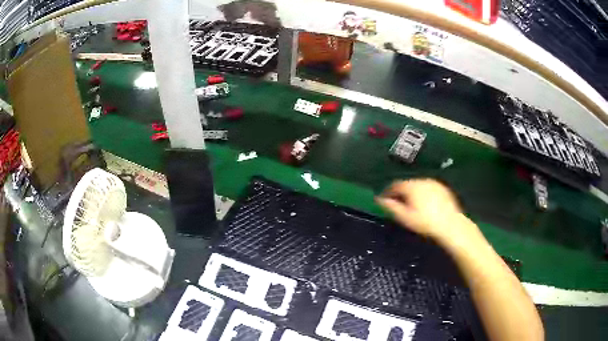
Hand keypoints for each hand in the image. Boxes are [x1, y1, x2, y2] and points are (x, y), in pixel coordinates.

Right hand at [376, 179, 480, 245]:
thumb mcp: (405, 217)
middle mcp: (422, 180)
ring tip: (411, 205)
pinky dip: (423, 194)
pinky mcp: (443, 188)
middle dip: (401, 193)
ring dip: (413, 193)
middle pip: (407, 184)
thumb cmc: (425, 222)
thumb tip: (379, 199)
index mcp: (411, 186)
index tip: (384, 200)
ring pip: (418, 185)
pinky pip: (428, 188)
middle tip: (397, 204)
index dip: (388, 192)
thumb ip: (391, 207)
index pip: (395, 185)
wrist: (450, 224)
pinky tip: (425, 205)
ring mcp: (434, 183)